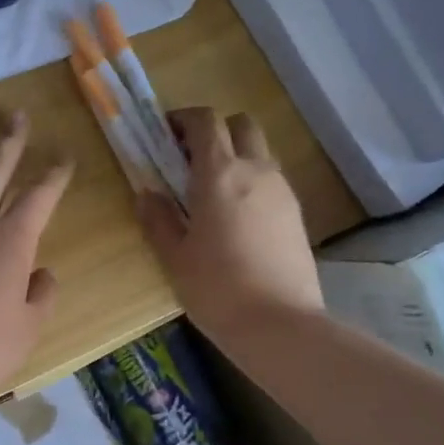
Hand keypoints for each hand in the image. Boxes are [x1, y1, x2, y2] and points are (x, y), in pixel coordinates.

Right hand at [137, 107, 322, 345]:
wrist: (279, 325)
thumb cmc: (216, 288)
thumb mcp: (174, 256)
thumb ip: (158, 219)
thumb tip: (146, 193)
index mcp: (220, 174)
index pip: (205, 121)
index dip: (183, 119)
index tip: (164, 134)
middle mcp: (256, 170)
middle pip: (241, 125)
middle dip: (215, 131)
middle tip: (190, 160)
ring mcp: (282, 191)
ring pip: (259, 152)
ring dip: (235, 156)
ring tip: (211, 192)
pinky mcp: (297, 214)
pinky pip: (271, 180)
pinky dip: (252, 182)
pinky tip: (236, 218)